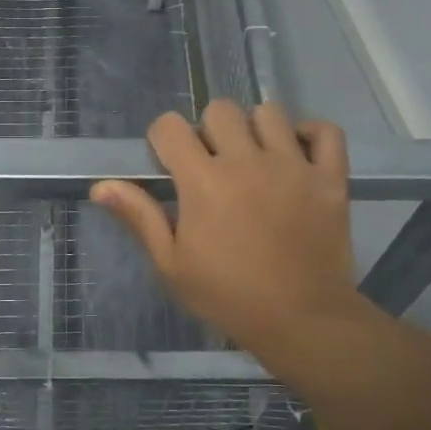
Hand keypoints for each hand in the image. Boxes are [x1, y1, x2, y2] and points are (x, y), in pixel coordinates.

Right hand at [92, 100, 361, 358]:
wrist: (301, 320)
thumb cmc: (228, 296)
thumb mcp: (171, 264)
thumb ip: (139, 217)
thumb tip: (101, 185)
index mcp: (203, 180)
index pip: (170, 126)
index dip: (163, 140)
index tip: (169, 165)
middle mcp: (247, 160)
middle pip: (220, 109)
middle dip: (209, 130)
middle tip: (212, 164)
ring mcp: (293, 165)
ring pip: (270, 113)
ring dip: (256, 129)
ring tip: (255, 159)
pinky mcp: (330, 177)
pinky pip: (325, 131)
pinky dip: (311, 134)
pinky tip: (297, 153)